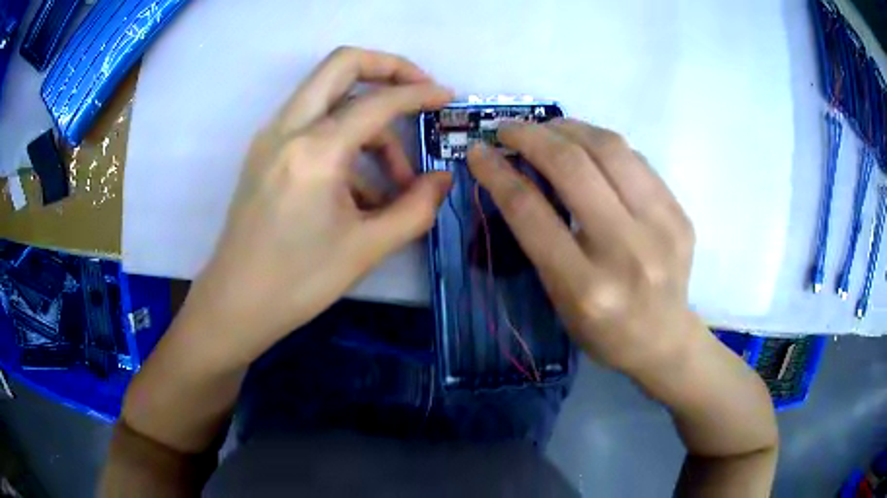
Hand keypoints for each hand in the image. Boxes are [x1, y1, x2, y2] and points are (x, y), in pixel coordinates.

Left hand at [177, 47, 452, 366]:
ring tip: (394, 177)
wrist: (236, 303)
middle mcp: (287, 128)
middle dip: (387, 68)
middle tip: (418, 91)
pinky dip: (344, 139)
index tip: (447, 98)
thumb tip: (443, 180)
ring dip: (367, 118)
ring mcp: (270, 137)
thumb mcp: (366, 248)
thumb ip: (415, 209)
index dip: (420, 93)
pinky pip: (312, 123)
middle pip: (341, 64)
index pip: (378, 101)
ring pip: (327, 94)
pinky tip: (360, 188)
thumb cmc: (298, 282)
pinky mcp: (264, 152)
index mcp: (315, 150)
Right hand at [467, 119, 698, 375]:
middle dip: (531, 136)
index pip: (531, 212)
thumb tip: (520, 176)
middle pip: (572, 167)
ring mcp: (661, 228)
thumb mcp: (559, 299)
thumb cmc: (603, 331)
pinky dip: (603, 145)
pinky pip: (636, 160)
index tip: (478, 151)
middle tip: (509, 129)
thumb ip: (541, 239)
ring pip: (609, 149)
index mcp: (584, 287)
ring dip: (569, 128)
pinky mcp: (680, 214)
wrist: (664, 340)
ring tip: (548, 128)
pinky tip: (588, 147)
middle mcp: (625, 252)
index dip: (497, 173)